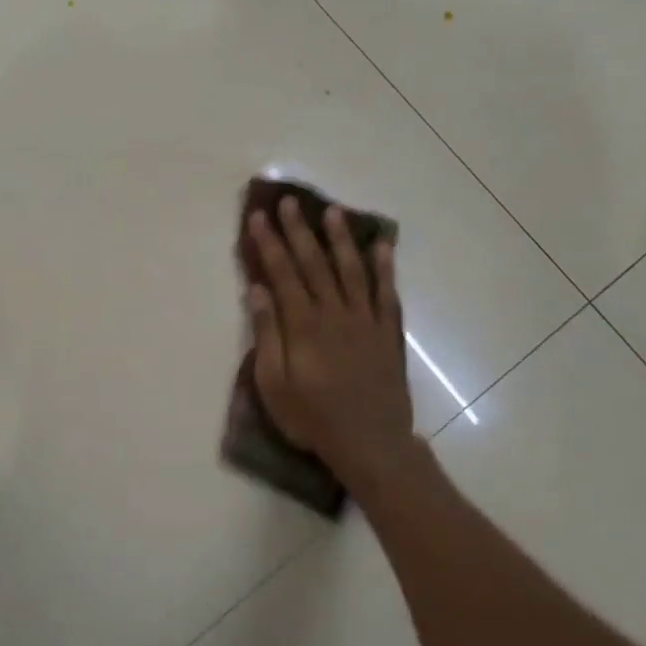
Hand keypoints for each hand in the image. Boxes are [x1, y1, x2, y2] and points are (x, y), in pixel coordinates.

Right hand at [246, 198, 416, 493]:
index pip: (283, 273)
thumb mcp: (274, 384)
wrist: (370, 444)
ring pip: (352, 270)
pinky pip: (387, 293)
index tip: (259, 217)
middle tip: (290, 201)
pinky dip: (385, 268)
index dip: (270, 243)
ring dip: (341, 239)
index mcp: (303, 325)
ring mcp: (365, 321)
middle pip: (315, 263)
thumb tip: (258, 290)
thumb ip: (267, 334)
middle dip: (300, 230)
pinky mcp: (387, 333)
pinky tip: (382, 247)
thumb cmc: (313, 418)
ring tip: (333, 211)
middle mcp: (334, 313)